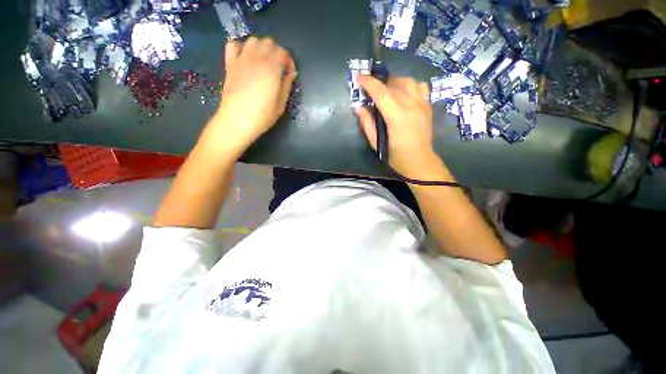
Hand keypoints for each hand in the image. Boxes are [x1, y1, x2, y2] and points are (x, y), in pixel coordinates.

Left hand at [207, 37, 296, 153]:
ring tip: (264, 61)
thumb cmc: (263, 116)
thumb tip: (291, 74)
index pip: (283, 53)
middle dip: (276, 52)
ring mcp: (241, 59)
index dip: (289, 61)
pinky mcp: (230, 63)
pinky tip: (246, 57)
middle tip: (278, 67)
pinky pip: (233, 44)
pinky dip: (241, 46)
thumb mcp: (281, 104)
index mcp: (272, 69)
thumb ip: (287, 85)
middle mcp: (257, 59)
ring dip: (261, 47)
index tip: (290, 72)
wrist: (237, 120)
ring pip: (253, 40)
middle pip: (269, 43)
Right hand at [356, 75, 436, 176]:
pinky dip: (409, 85)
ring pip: (407, 81)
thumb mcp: (376, 143)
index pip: (380, 92)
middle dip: (378, 83)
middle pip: (393, 84)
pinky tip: (403, 93)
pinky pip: (420, 86)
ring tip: (386, 90)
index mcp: (396, 116)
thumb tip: (359, 107)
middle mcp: (411, 105)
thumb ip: (367, 124)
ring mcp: (422, 104)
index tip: (358, 77)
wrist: (420, 161)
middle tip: (369, 90)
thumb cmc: (396, 156)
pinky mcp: (427, 106)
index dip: (368, 82)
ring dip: (393, 82)